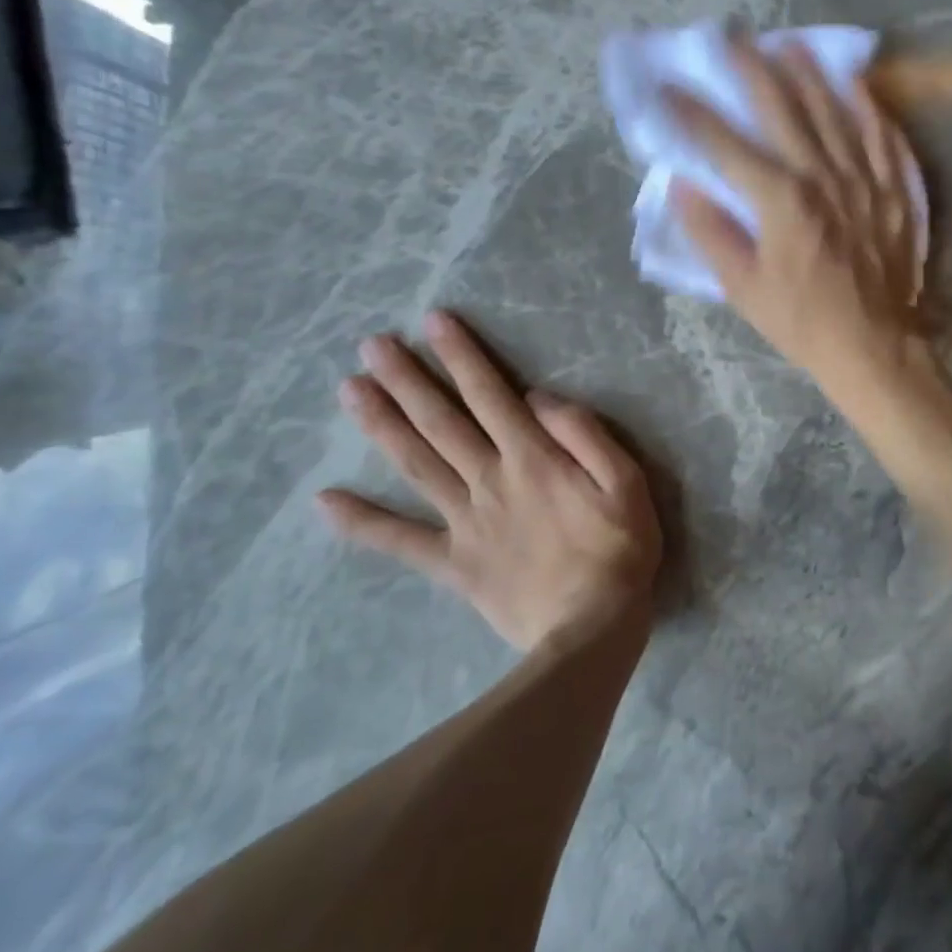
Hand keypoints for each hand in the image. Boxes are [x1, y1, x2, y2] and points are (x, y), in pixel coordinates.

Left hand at [319, 310, 662, 652]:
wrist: (592, 629)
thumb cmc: (619, 547)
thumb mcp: (626, 480)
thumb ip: (584, 434)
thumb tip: (539, 398)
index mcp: (532, 457)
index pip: (490, 393)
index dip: (462, 355)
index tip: (434, 322)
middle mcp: (489, 479)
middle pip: (441, 421)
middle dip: (407, 379)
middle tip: (371, 345)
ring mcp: (465, 521)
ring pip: (416, 464)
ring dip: (382, 425)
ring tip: (349, 390)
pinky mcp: (453, 564)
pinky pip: (402, 541)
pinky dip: (362, 523)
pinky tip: (325, 502)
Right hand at [666, 35, 925, 393]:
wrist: (874, 345)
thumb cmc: (801, 320)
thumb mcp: (742, 286)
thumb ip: (710, 231)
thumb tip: (683, 183)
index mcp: (780, 200)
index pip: (726, 144)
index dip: (692, 113)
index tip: (668, 87)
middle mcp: (823, 176)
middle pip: (782, 108)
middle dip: (752, 69)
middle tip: (731, 37)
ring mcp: (864, 178)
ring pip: (834, 110)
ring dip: (808, 74)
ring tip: (788, 44)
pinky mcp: (893, 189)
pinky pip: (881, 134)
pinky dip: (865, 105)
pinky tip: (853, 83)